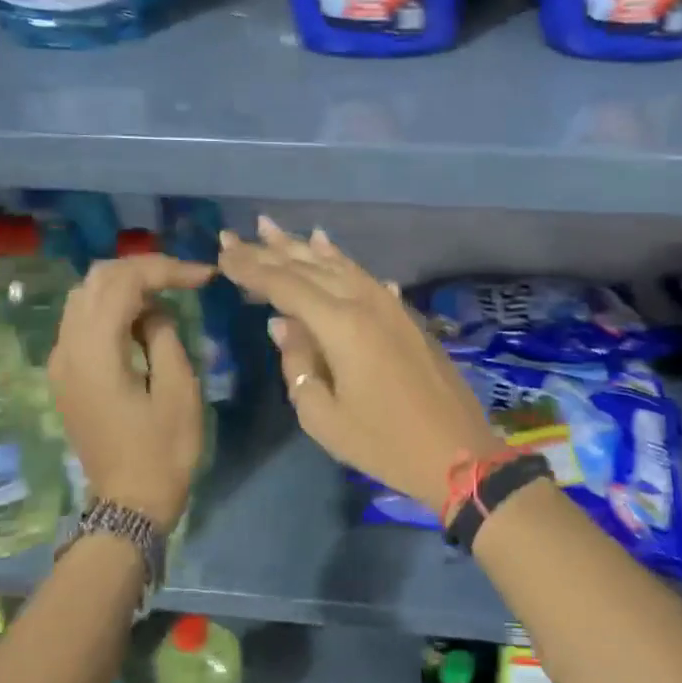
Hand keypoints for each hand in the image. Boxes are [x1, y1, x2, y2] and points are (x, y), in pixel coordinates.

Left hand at [48, 253, 213, 531]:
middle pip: (97, 280)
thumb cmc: (162, 452)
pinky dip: (112, 306)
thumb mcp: (178, 391)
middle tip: (185, 278)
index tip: (205, 276)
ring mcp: (61, 361)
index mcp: (95, 352)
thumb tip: (155, 310)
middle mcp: (67, 349)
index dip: (166, 269)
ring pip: (86, 296)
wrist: (129, 504)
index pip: (123, 283)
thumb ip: (165, 336)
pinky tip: (142, 317)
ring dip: (126, 284)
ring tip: (167, 291)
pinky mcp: (65, 374)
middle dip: (143, 269)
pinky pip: (83, 320)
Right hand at [218, 218, 498, 506]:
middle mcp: (366, 302)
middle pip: (311, 267)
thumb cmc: (384, 443)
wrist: (459, 453)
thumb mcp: (324, 417)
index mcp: (342, 324)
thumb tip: (282, 325)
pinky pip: (364, 276)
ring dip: (304, 247)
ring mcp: (391, 306)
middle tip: (236, 234)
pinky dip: (341, 260)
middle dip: (270, 250)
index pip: (285, 285)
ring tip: (274, 229)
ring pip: (339, 265)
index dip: (251, 268)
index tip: (222, 252)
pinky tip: (329, 248)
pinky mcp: (406, 316)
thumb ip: (297, 364)